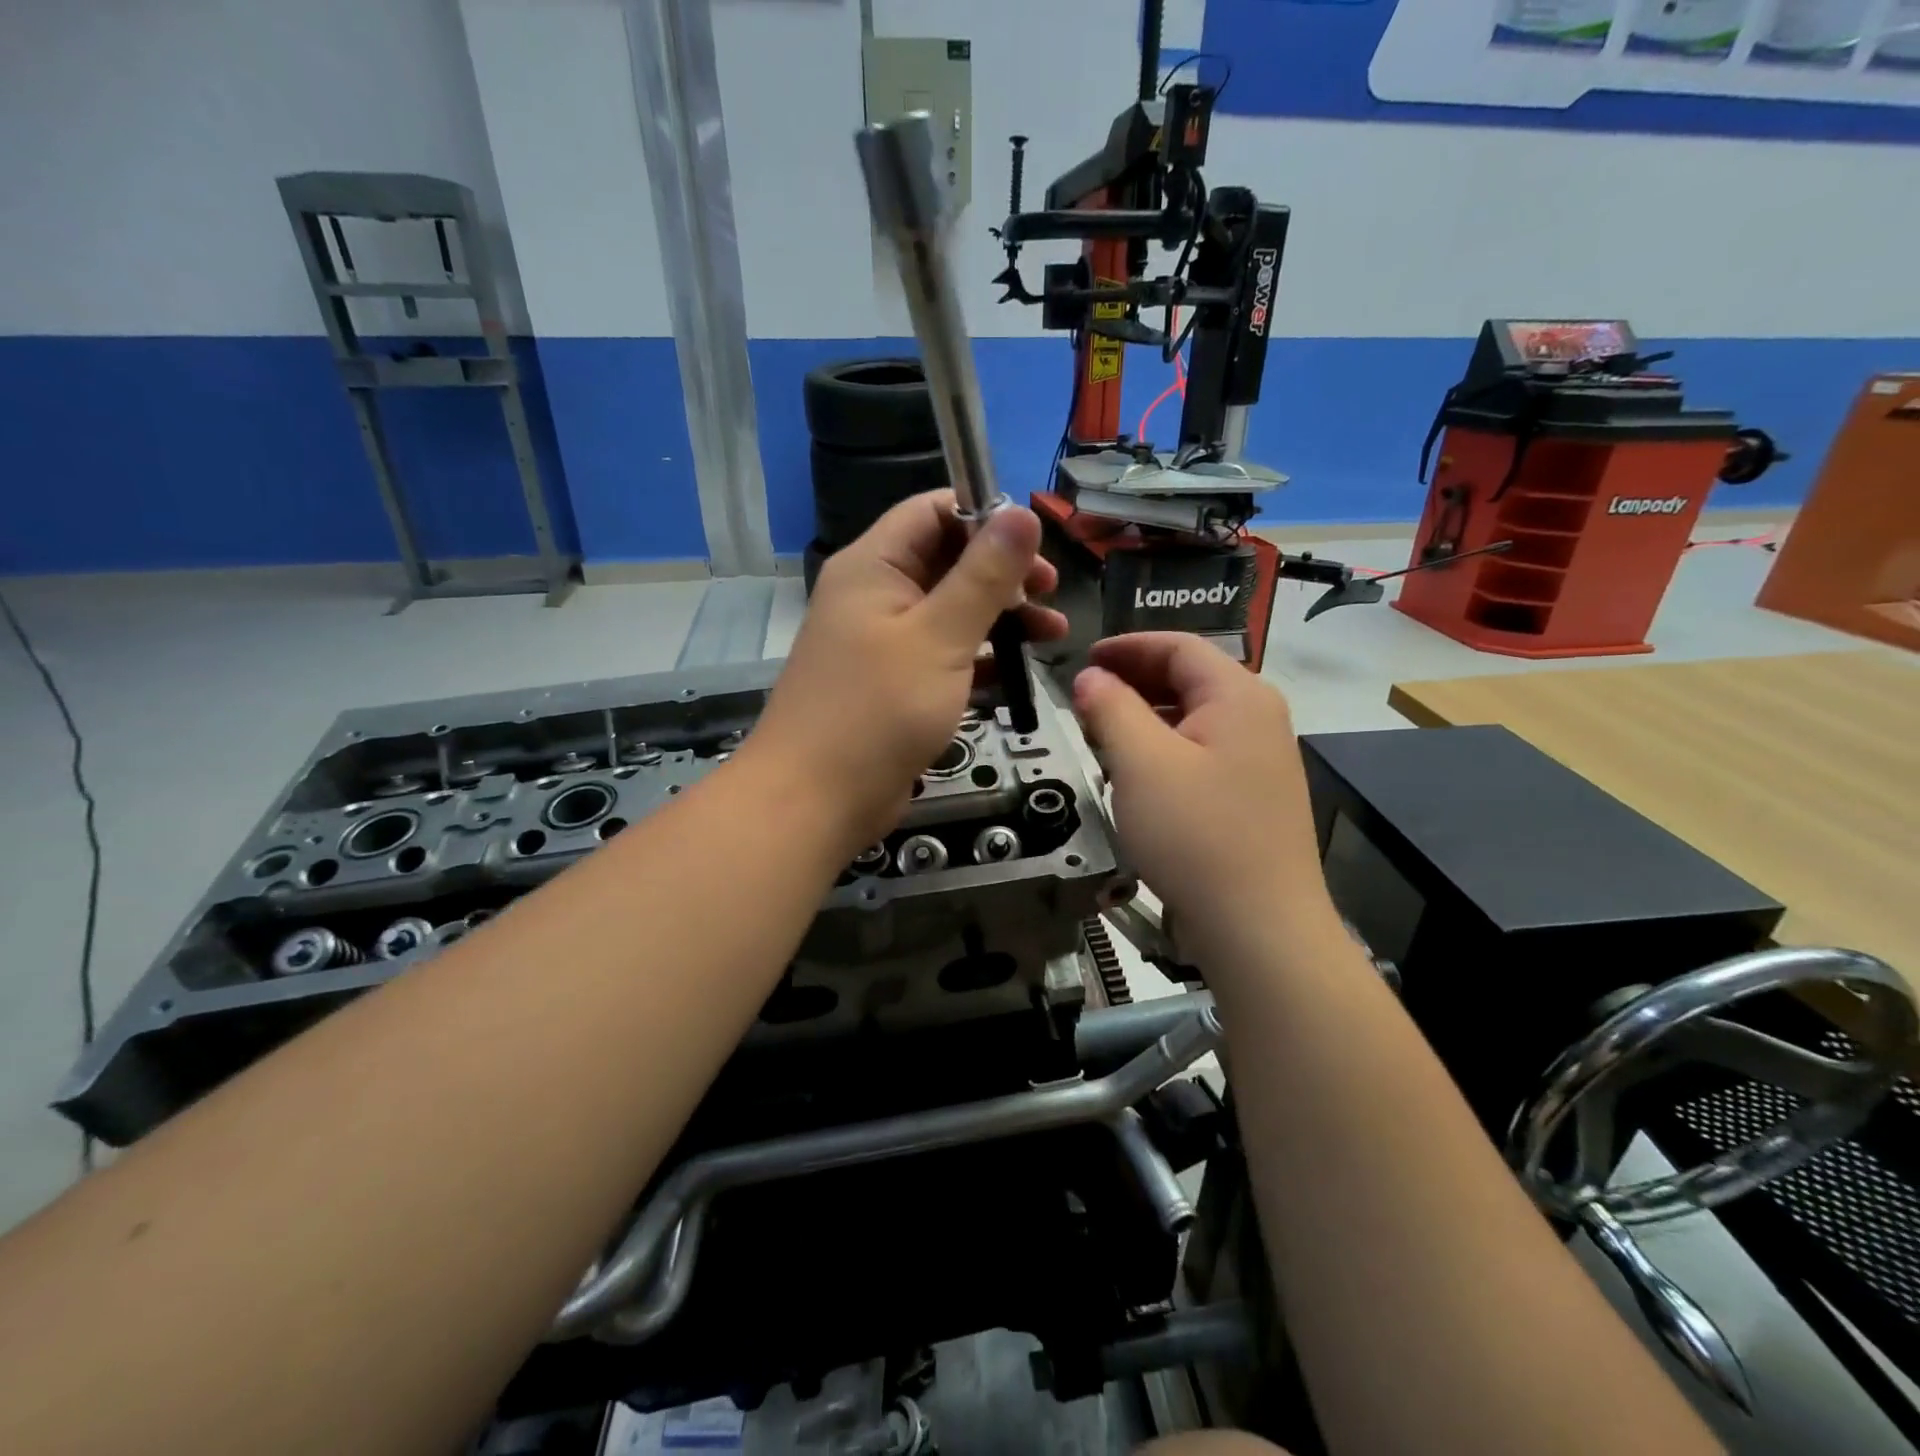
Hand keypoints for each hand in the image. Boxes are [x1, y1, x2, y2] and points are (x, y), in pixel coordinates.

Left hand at [751, 491, 1066, 850]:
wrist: (816, 800)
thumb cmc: (877, 711)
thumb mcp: (940, 637)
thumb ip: (984, 575)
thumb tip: (1023, 512)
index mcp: (875, 566)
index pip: (933, 511)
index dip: (986, 518)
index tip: (1036, 546)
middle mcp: (876, 595)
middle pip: (948, 561)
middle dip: (1004, 574)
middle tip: (1050, 595)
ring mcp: (883, 643)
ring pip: (951, 611)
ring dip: (1001, 618)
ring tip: (1052, 635)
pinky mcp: (895, 685)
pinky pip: (944, 655)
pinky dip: (981, 658)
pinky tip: (1018, 673)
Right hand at [1072, 634, 1339, 959]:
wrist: (1258, 928)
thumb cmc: (1196, 835)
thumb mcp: (1141, 763)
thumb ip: (1110, 708)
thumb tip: (1091, 677)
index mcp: (1239, 696)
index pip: (1178, 646)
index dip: (1126, 647)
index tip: (1082, 660)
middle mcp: (1259, 719)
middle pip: (1189, 680)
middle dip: (1133, 683)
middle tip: (1084, 700)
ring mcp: (1261, 761)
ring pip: (1193, 720)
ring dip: (1145, 720)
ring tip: (1102, 738)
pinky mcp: (1253, 798)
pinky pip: (1202, 755)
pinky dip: (1164, 753)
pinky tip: (1137, 779)